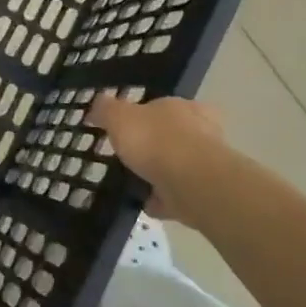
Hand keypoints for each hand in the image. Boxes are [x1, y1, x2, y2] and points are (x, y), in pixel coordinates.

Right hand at [89, 93, 227, 218]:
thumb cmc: (156, 140)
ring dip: (159, 174)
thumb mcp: (119, 117)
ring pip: (178, 165)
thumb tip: (98, 103)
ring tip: (134, 182)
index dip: (143, 115)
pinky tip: (145, 203)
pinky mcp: (205, 192)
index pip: (162, 106)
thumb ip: (107, 109)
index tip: (125, 128)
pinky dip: (163, 199)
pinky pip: (178, 193)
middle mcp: (202, 132)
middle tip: (130, 156)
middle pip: (172, 136)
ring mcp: (207, 164)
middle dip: (154, 146)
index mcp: (184, 107)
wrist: (193, 183)